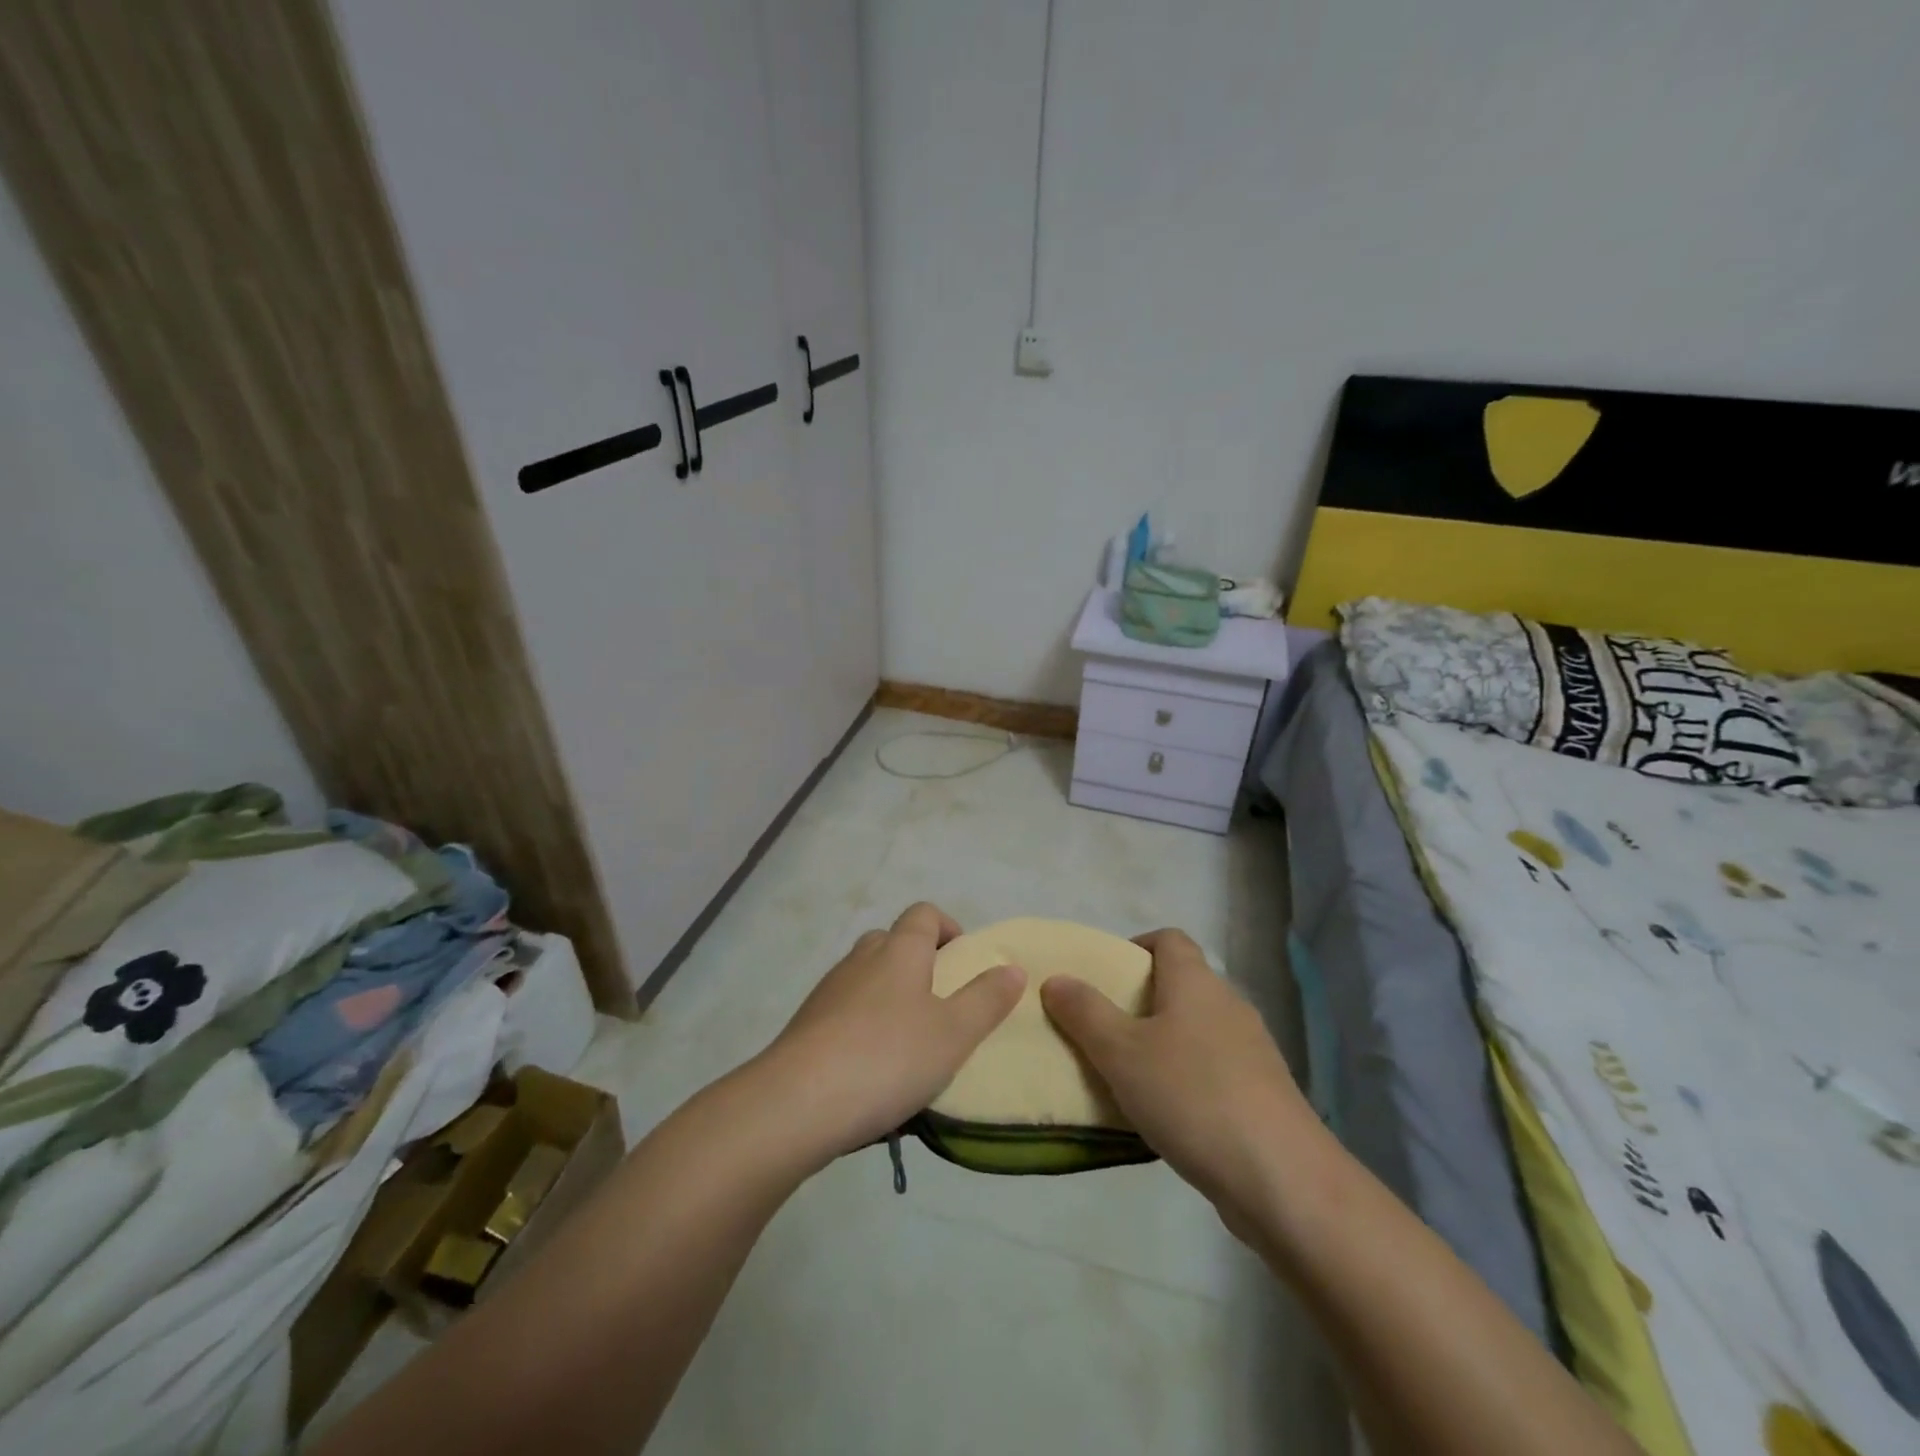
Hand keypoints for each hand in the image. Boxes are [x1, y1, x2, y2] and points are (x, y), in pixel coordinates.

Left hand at [756, 903, 1025, 1164]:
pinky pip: (843, 1010)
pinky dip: (862, 1024)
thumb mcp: (953, 1033)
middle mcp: (861, 960)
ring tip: (909, 1041)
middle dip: (917, 960)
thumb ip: (986, 999)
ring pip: (865, 976)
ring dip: (888, 994)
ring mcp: (828, 991)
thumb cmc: (887, 1058)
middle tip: (939, 1002)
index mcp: (899, 951)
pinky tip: (872, 1067)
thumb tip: (1012, 968)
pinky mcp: (806, 1025)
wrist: (796, 1103)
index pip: (923, 914)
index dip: (946, 927)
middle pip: (891, 941)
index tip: (964, 959)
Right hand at [1040, 928, 1311, 1231]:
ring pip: (1198, 1029)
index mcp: (1196, 982)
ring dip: (1164, 1043)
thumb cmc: (1191, 1096)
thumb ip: (1085, 1013)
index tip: (1105, 978)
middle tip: (1104, 1030)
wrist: (1282, 1178)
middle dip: (1141, 1001)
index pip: (1168, 939)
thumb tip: (1056, 978)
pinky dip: (1188, 1077)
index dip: (1135, 948)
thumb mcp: (1121, 1053)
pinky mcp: (1263, 1092)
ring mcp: (1252, 1050)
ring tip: (1129, 1076)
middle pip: (1181, 984)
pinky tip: (1168, 1114)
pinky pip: (1215, 1068)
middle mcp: (1228, 1005)